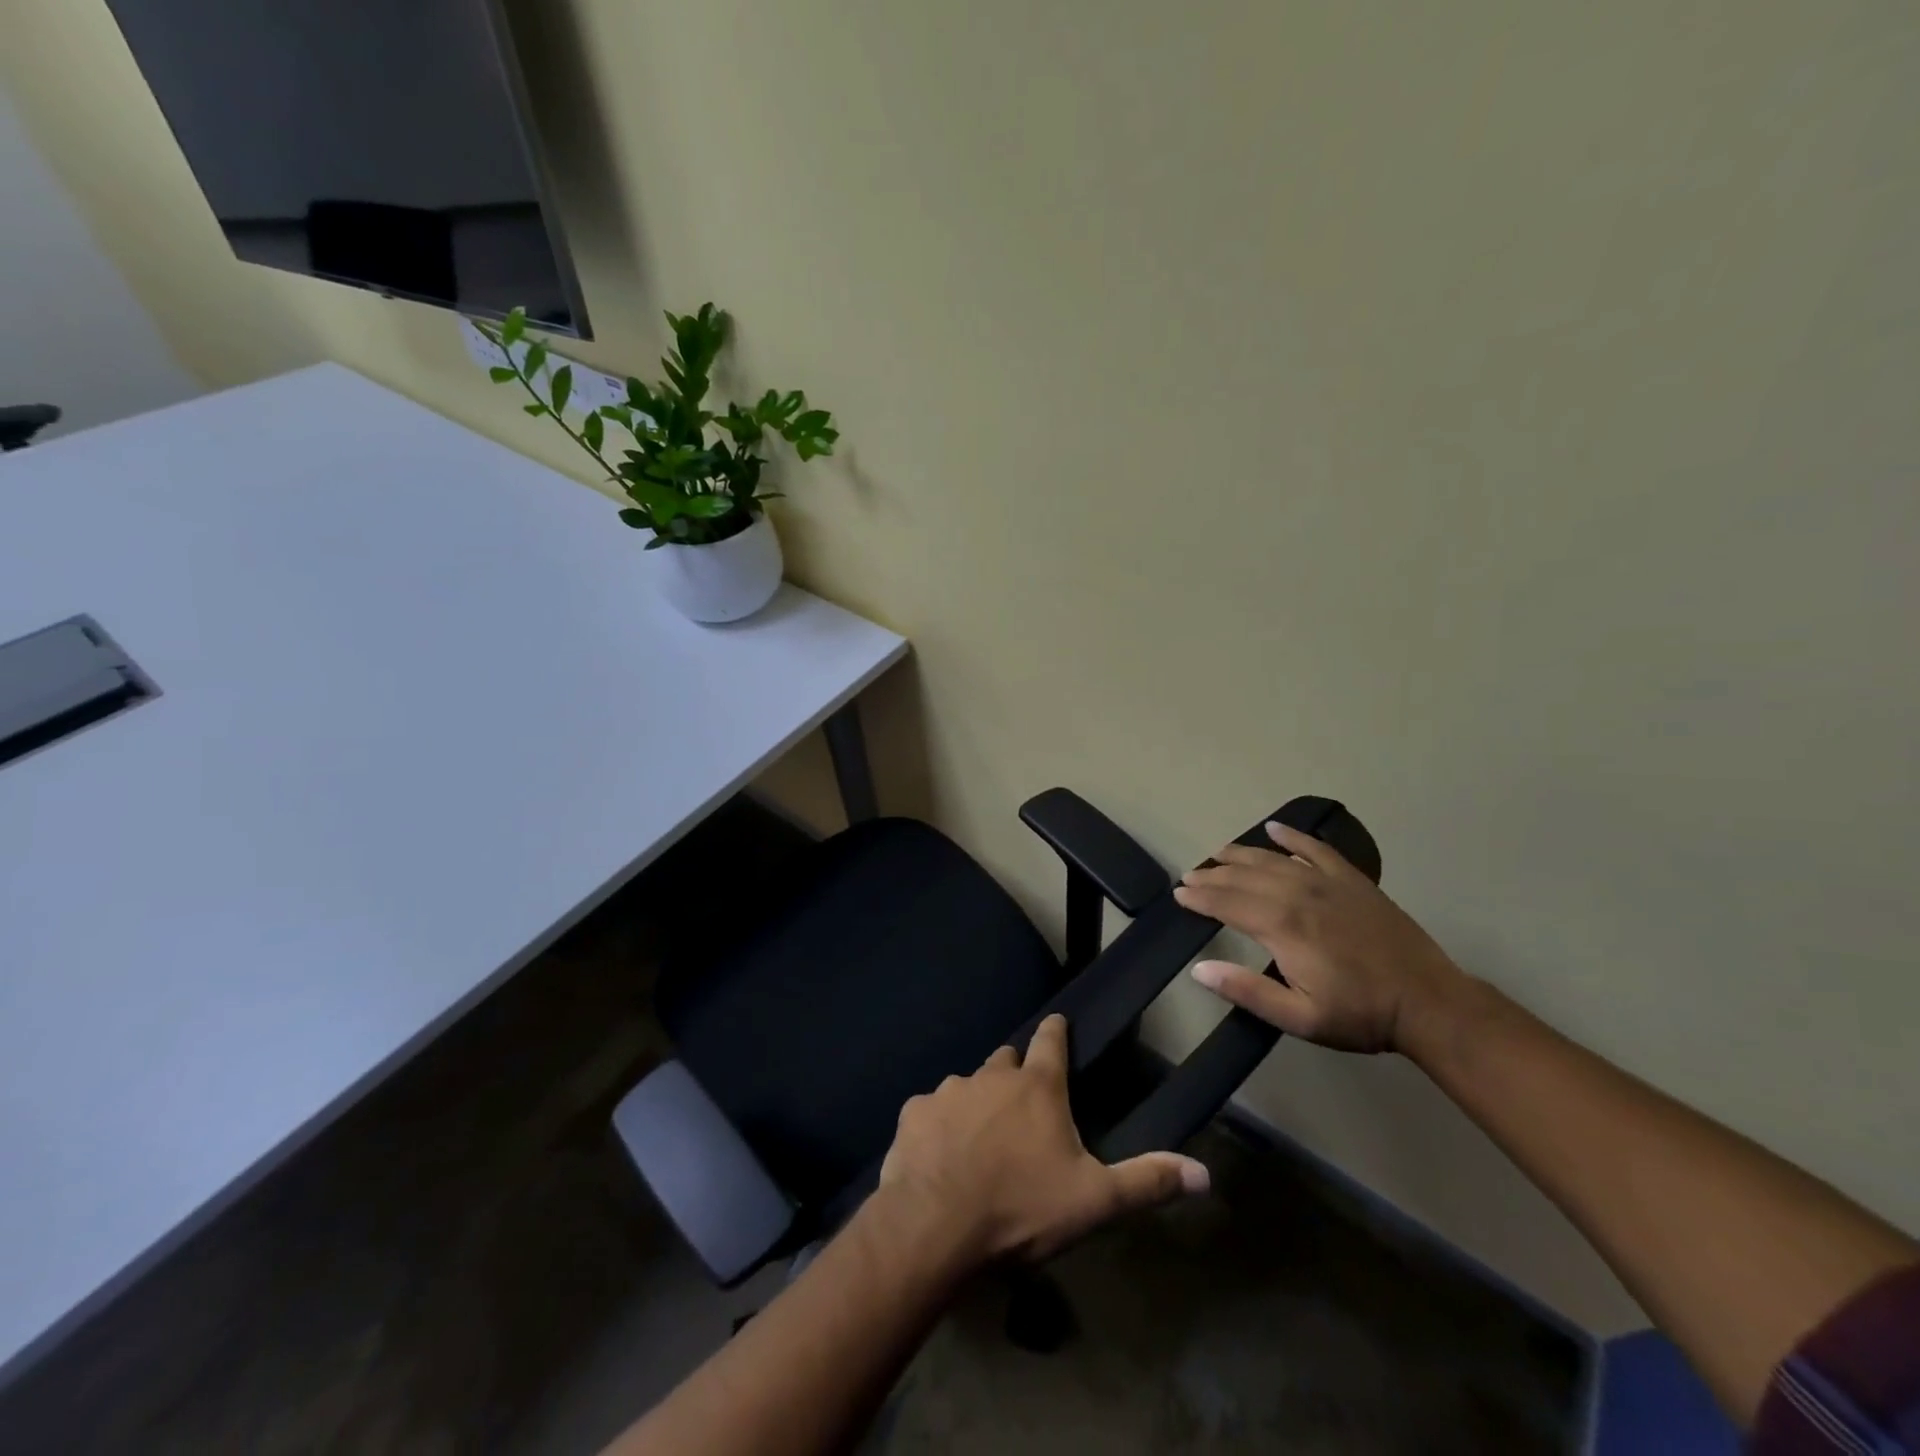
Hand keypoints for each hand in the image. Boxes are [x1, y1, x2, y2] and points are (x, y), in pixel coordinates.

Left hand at [879, 1014, 1208, 1263]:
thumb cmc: (1021, 1209)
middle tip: (1021, 1104)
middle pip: (1007, 1060)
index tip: (1057, 1021)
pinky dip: (938, 1125)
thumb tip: (1204, 1173)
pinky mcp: (914, 1112)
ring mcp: (948, 1090)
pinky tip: (939, 1156)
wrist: (935, 1226)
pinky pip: (930, 1111)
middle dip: (1015, 1073)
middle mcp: (991, 1076)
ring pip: (967, 1086)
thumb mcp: (1094, 1201)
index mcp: (1037, 1088)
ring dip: (976, 1103)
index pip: (1051, 1041)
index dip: (1056, 1031)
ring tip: (978, 1140)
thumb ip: (1146, 1182)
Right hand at [1172, 822, 1468, 1055]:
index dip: (1199, 898)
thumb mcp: (1300, 1018)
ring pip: (1272, 860)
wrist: (1428, 1002)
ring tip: (1218, 852)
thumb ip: (1247, 991)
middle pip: (1244, 877)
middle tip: (1190, 875)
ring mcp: (1327, 883)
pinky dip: (1292, 838)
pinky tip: (1274, 830)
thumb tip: (1199, 969)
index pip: (1227, 903)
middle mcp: (1298, 894)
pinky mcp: (1352, 881)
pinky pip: (1316, 849)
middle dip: (1212, 875)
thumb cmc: (1360, 1014)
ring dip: (1241, 854)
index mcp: (1282, 926)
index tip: (1179, 894)